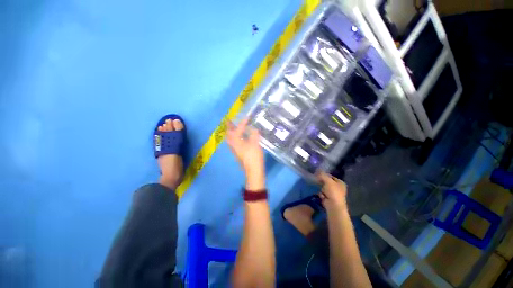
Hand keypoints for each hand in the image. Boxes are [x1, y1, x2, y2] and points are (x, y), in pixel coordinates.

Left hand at [227, 118, 264, 189]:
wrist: (253, 170)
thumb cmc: (254, 156)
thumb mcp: (255, 144)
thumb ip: (254, 135)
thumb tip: (254, 129)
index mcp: (237, 141)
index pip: (238, 129)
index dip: (243, 122)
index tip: (247, 117)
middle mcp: (233, 144)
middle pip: (229, 134)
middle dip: (229, 127)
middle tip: (230, 120)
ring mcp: (234, 150)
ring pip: (230, 139)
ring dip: (230, 132)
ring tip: (233, 127)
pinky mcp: (237, 153)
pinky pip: (233, 143)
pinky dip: (234, 137)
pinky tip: (239, 138)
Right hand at [317, 171, 347, 211]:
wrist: (333, 206)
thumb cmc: (333, 192)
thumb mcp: (328, 181)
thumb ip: (323, 175)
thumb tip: (318, 170)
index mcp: (340, 182)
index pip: (331, 176)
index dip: (324, 175)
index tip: (318, 174)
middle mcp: (338, 187)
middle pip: (327, 182)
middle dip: (322, 182)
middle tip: (317, 180)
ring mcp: (333, 194)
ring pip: (324, 187)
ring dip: (321, 188)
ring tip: (320, 189)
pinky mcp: (329, 198)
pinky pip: (323, 193)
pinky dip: (321, 194)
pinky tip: (321, 195)